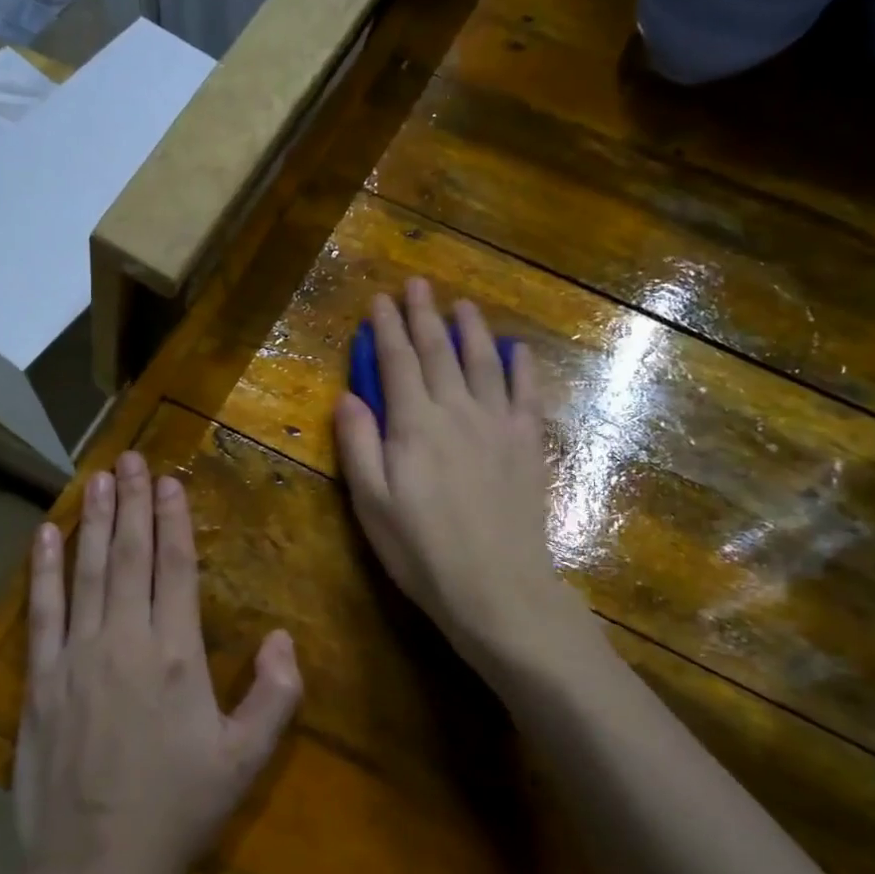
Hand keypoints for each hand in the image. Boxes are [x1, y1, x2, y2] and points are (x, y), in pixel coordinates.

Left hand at [16, 452, 302, 873]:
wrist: (96, 866)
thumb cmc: (177, 809)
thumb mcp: (245, 759)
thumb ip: (275, 695)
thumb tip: (285, 638)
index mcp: (175, 654)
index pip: (174, 567)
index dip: (173, 519)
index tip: (169, 480)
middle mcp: (123, 640)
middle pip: (129, 556)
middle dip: (132, 502)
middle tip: (130, 459)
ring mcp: (76, 656)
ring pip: (87, 571)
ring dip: (95, 522)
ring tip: (98, 479)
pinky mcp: (40, 678)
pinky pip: (41, 610)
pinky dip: (43, 569)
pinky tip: (46, 535)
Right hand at [335, 279, 569, 666]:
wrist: (497, 589)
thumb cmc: (422, 552)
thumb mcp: (371, 504)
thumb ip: (358, 446)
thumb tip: (348, 396)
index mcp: (414, 425)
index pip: (396, 363)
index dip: (386, 329)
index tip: (379, 300)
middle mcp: (456, 412)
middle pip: (438, 352)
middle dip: (424, 315)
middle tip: (418, 285)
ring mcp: (497, 425)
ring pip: (483, 363)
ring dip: (471, 329)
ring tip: (462, 304)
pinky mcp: (526, 445)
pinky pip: (526, 394)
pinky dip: (521, 367)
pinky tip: (517, 349)